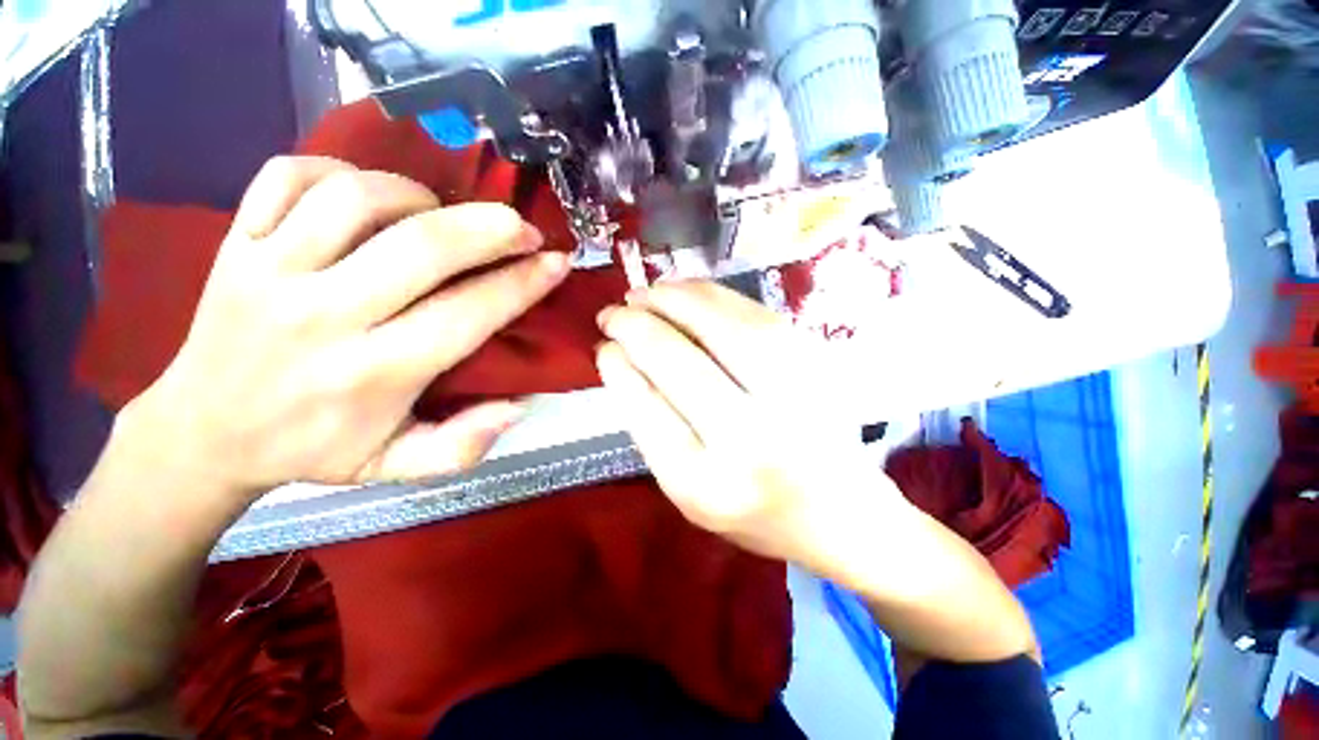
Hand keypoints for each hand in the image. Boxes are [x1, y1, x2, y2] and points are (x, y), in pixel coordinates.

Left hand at [131, 156, 569, 497]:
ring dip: (417, 195)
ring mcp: (269, 271)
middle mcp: (322, 317)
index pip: (467, 314)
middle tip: (522, 228)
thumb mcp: (395, 466)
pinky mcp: (234, 242)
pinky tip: (365, 194)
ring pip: (357, 198)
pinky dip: (337, 169)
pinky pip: (288, 176)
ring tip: (441, 214)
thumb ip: (463, 445)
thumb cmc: (312, 449)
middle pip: (421, 247)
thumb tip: (520, 404)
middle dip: (489, 228)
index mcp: (372, 375)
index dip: (523, 284)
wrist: (204, 431)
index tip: (556, 263)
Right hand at [594, 281, 909, 564]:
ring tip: (645, 293)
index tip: (603, 344)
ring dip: (672, 299)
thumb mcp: (686, 487)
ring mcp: (792, 394)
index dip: (618, 364)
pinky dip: (712, 294)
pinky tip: (687, 291)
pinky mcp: (817, 363)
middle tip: (613, 312)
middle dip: (635, 325)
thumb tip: (621, 357)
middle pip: (678, 360)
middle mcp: (750, 439)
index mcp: (706, 484)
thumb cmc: (752, 508)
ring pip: (719, 325)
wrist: (839, 510)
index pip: (645, 406)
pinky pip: (754, 314)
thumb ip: (650, 425)